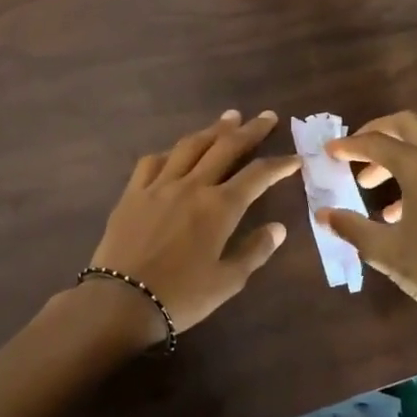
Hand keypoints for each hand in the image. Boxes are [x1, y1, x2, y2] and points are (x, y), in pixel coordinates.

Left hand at [87, 110, 301, 338]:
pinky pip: (153, 161)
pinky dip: (171, 151)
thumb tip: (279, 228)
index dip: (279, 165)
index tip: (295, 158)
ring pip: (190, 146)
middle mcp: (191, 186)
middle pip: (225, 147)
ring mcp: (159, 185)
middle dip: (250, 130)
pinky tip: (177, 151)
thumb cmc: (181, 296)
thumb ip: (255, 251)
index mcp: (219, 208)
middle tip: (266, 116)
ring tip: (228, 118)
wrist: (122, 299)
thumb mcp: (228, 281)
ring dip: (212, 129)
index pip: (257, 175)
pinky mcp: (133, 192)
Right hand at [318, 111, 416, 369]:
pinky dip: (414, 171)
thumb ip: (351, 226)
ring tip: (368, 185)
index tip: (328, 151)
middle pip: (406, 125)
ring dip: (394, 154)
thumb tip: (323, 214)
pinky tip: (397, 210)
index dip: (349, 145)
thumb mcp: (384, 250)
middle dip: (375, 133)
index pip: (377, 142)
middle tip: (352, 153)